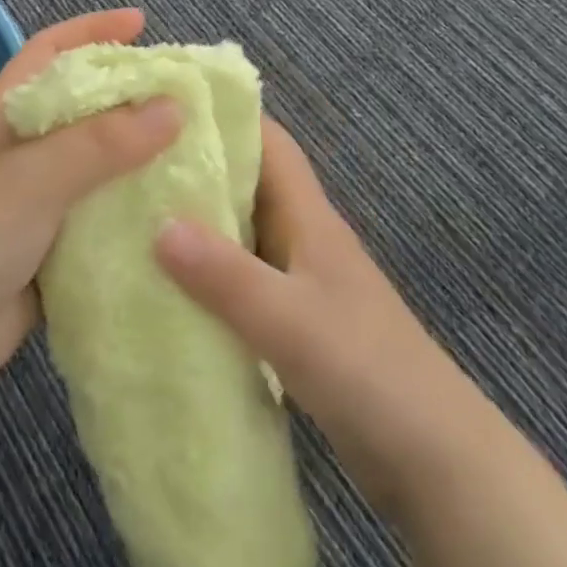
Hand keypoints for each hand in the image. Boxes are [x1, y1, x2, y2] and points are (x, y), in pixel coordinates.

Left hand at [0, 8, 183, 395]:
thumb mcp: (36, 178)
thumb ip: (103, 142)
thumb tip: (174, 107)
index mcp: (8, 112)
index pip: (50, 50)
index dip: (92, 29)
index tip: (141, 24)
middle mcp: (25, 144)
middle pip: (84, 100)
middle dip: (129, 88)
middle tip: (183, 89)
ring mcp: (40, 191)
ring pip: (99, 153)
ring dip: (139, 146)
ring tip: (193, 140)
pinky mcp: (56, 234)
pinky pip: (104, 201)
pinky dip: (135, 196)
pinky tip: (175, 201)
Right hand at [154, 118, 474, 517]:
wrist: (434, 459)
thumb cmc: (368, 371)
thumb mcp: (290, 320)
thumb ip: (226, 275)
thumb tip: (157, 224)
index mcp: (309, 218)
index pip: (269, 143)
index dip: (225, 117)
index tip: (167, 107)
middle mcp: (302, 238)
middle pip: (247, 183)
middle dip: (196, 167)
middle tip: (131, 162)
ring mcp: (299, 282)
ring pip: (240, 232)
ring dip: (197, 223)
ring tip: (134, 216)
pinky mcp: (293, 323)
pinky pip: (240, 281)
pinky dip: (206, 276)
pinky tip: (167, 287)